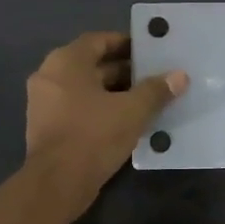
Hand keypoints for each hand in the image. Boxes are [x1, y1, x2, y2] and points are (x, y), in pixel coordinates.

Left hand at [25, 31, 186, 215]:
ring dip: (113, 92)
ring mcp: (44, 102)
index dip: (125, 44)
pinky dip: (99, 109)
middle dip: (123, 71)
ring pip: (85, 88)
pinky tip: (124, 121)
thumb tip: (180, 76)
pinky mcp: (46, 126)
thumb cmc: (93, 136)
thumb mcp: (132, 111)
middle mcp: (49, 75)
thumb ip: (156, 91)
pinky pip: (77, 108)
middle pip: (91, 64)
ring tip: (145, 100)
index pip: (99, 40)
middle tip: (153, 78)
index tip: (149, 53)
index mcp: (66, 61)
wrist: (56, 183)